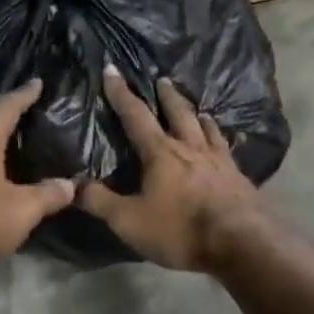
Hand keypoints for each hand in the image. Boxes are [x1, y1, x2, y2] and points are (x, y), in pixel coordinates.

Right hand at [79, 67, 261, 271]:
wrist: (241, 243)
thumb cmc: (180, 229)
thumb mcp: (129, 220)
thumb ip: (99, 201)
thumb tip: (72, 185)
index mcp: (161, 153)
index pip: (136, 116)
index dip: (121, 93)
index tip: (112, 70)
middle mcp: (191, 148)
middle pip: (178, 114)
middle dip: (167, 96)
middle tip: (162, 79)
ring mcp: (220, 162)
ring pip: (207, 129)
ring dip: (198, 116)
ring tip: (198, 110)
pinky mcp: (239, 179)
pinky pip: (229, 151)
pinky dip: (224, 142)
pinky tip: (228, 146)